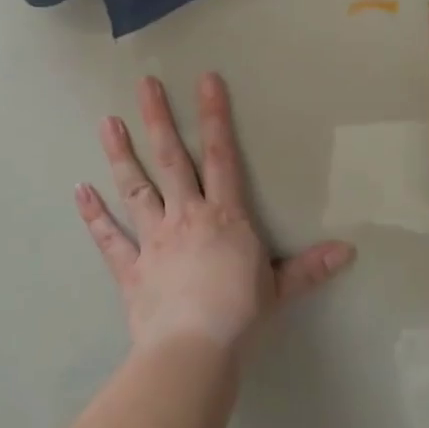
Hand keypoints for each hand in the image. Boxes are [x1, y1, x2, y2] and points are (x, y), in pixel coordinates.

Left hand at [75, 73, 355, 358]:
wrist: (195, 347)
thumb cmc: (241, 314)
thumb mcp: (281, 288)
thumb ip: (309, 267)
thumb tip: (348, 251)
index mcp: (224, 216)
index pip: (222, 156)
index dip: (215, 116)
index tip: (205, 80)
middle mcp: (186, 217)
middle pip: (171, 160)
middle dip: (158, 120)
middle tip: (144, 84)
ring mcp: (154, 240)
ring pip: (135, 188)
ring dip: (120, 155)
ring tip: (106, 122)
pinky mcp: (131, 267)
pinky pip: (110, 238)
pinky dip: (94, 215)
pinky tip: (79, 190)